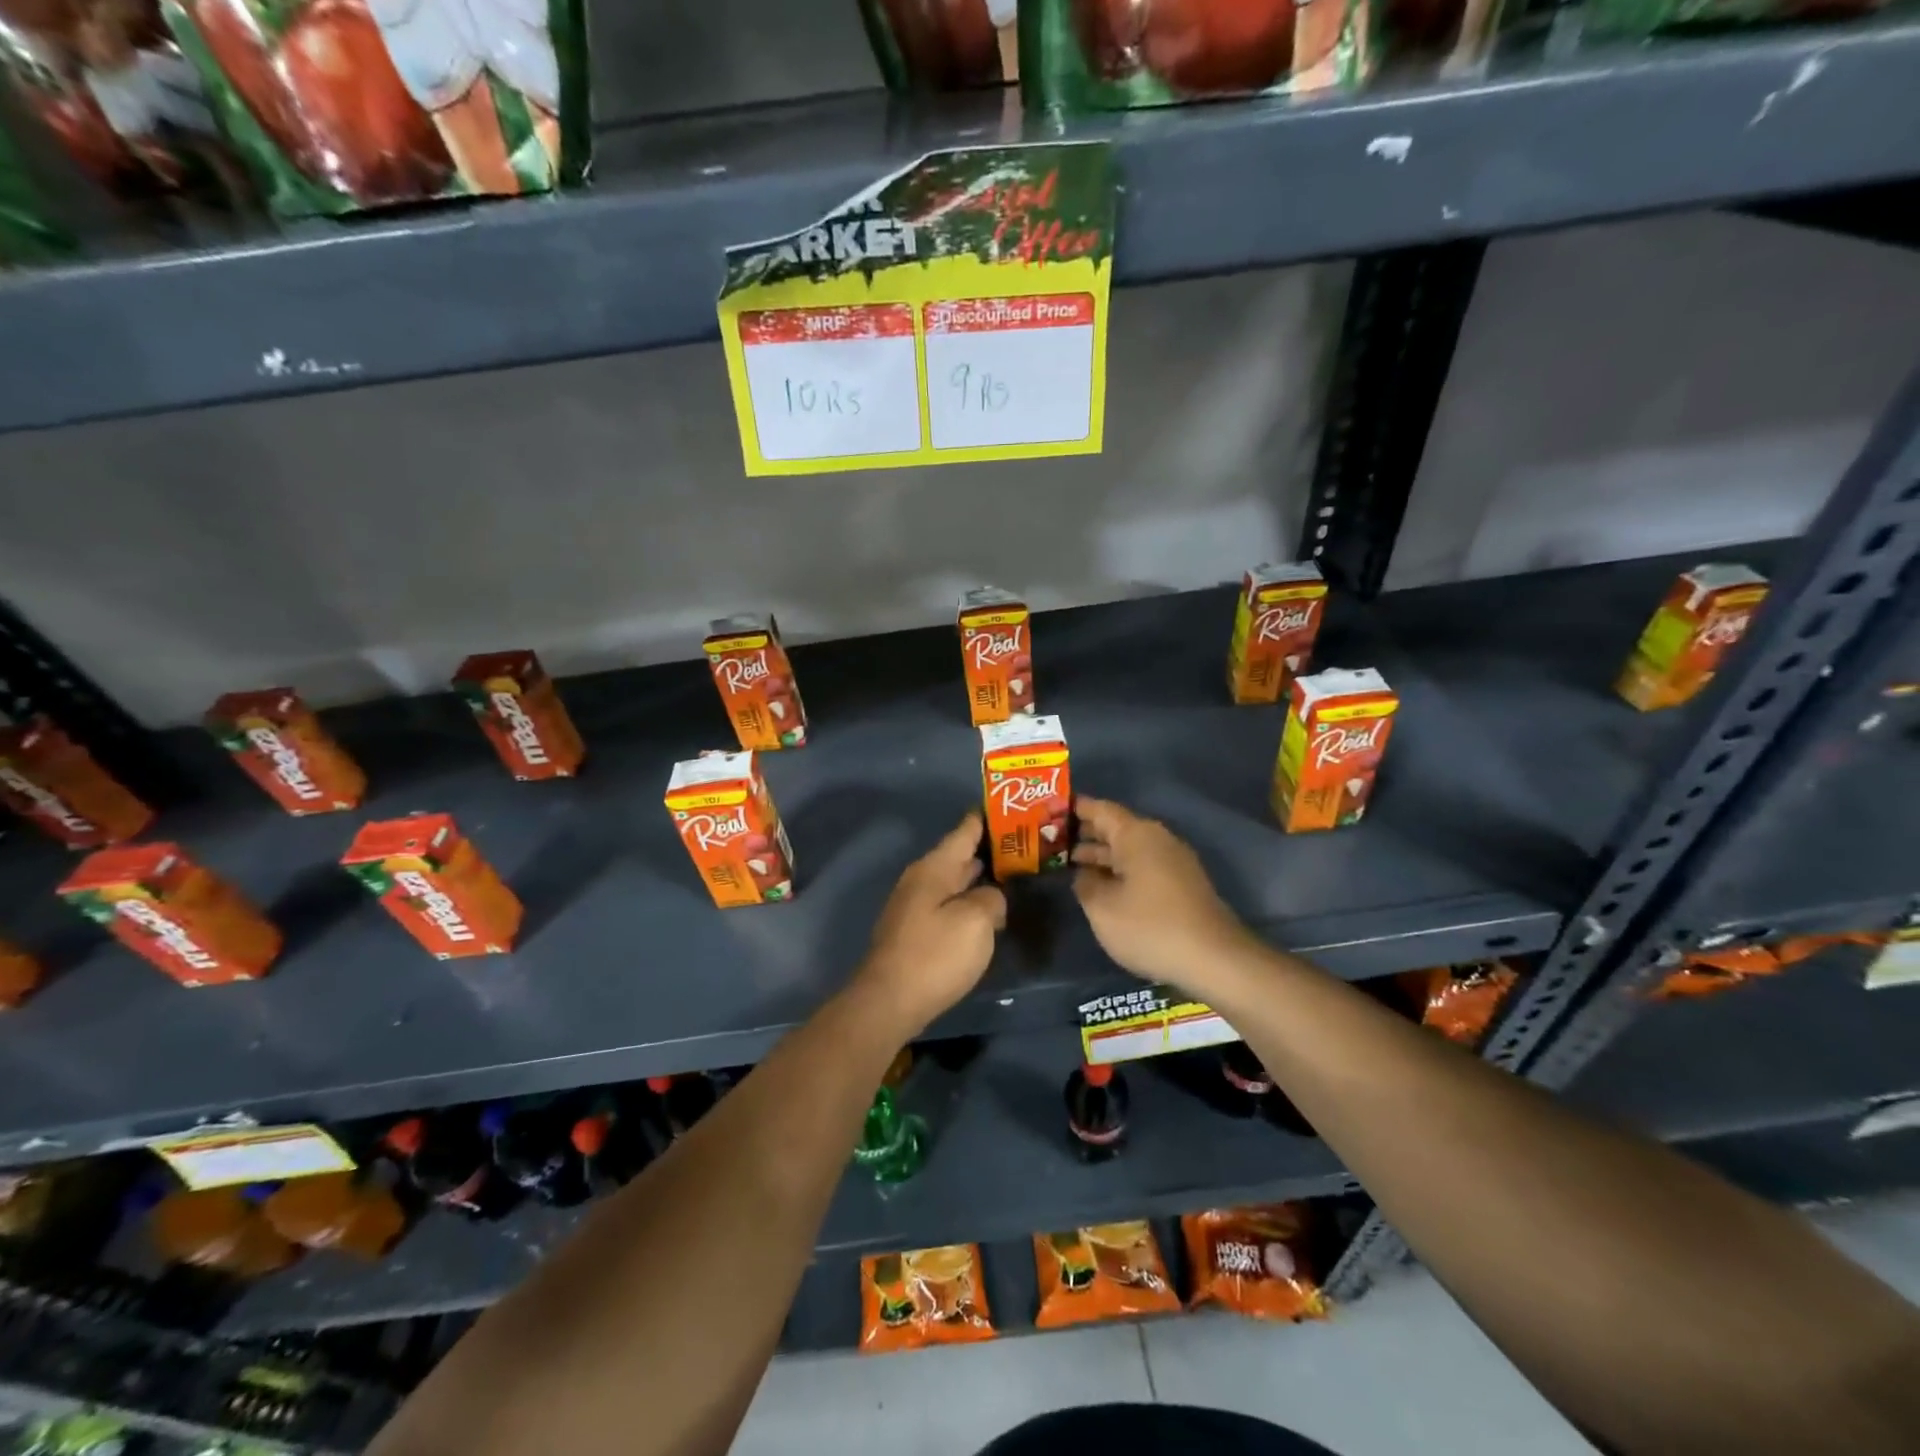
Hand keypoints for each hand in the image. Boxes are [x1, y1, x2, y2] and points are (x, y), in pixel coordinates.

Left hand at [854, 813, 1006, 1034]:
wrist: (889, 1001)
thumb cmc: (935, 954)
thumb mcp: (977, 920)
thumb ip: (991, 898)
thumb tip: (991, 896)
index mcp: (934, 868)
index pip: (964, 832)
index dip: (984, 819)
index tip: (1004, 806)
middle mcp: (921, 880)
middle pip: (958, 856)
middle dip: (986, 850)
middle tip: (1021, 843)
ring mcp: (914, 906)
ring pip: (952, 881)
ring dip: (977, 878)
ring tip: (1009, 875)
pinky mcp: (914, 932)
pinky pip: (946, 904)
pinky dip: (967, 901)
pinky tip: (984, 912)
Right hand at [1072, 797, 1252, 989]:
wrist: (1214, 959)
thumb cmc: (1150, 927)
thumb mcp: (1102, 908)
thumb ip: (1085, 884)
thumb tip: (1084, 874)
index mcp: (1136, 835)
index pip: (1100, 809)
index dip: (1075, 808)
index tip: (1050, 810)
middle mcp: (1157, 839)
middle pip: (1116, 828)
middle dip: (1086, 833)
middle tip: (1053, 840)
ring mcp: (1174, 861)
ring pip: (1130, 849)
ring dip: (1103, 855)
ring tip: (1071, 864)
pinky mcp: (1182, 884)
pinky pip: (1143, 865)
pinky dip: (1121, 870)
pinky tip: (1104, 886)